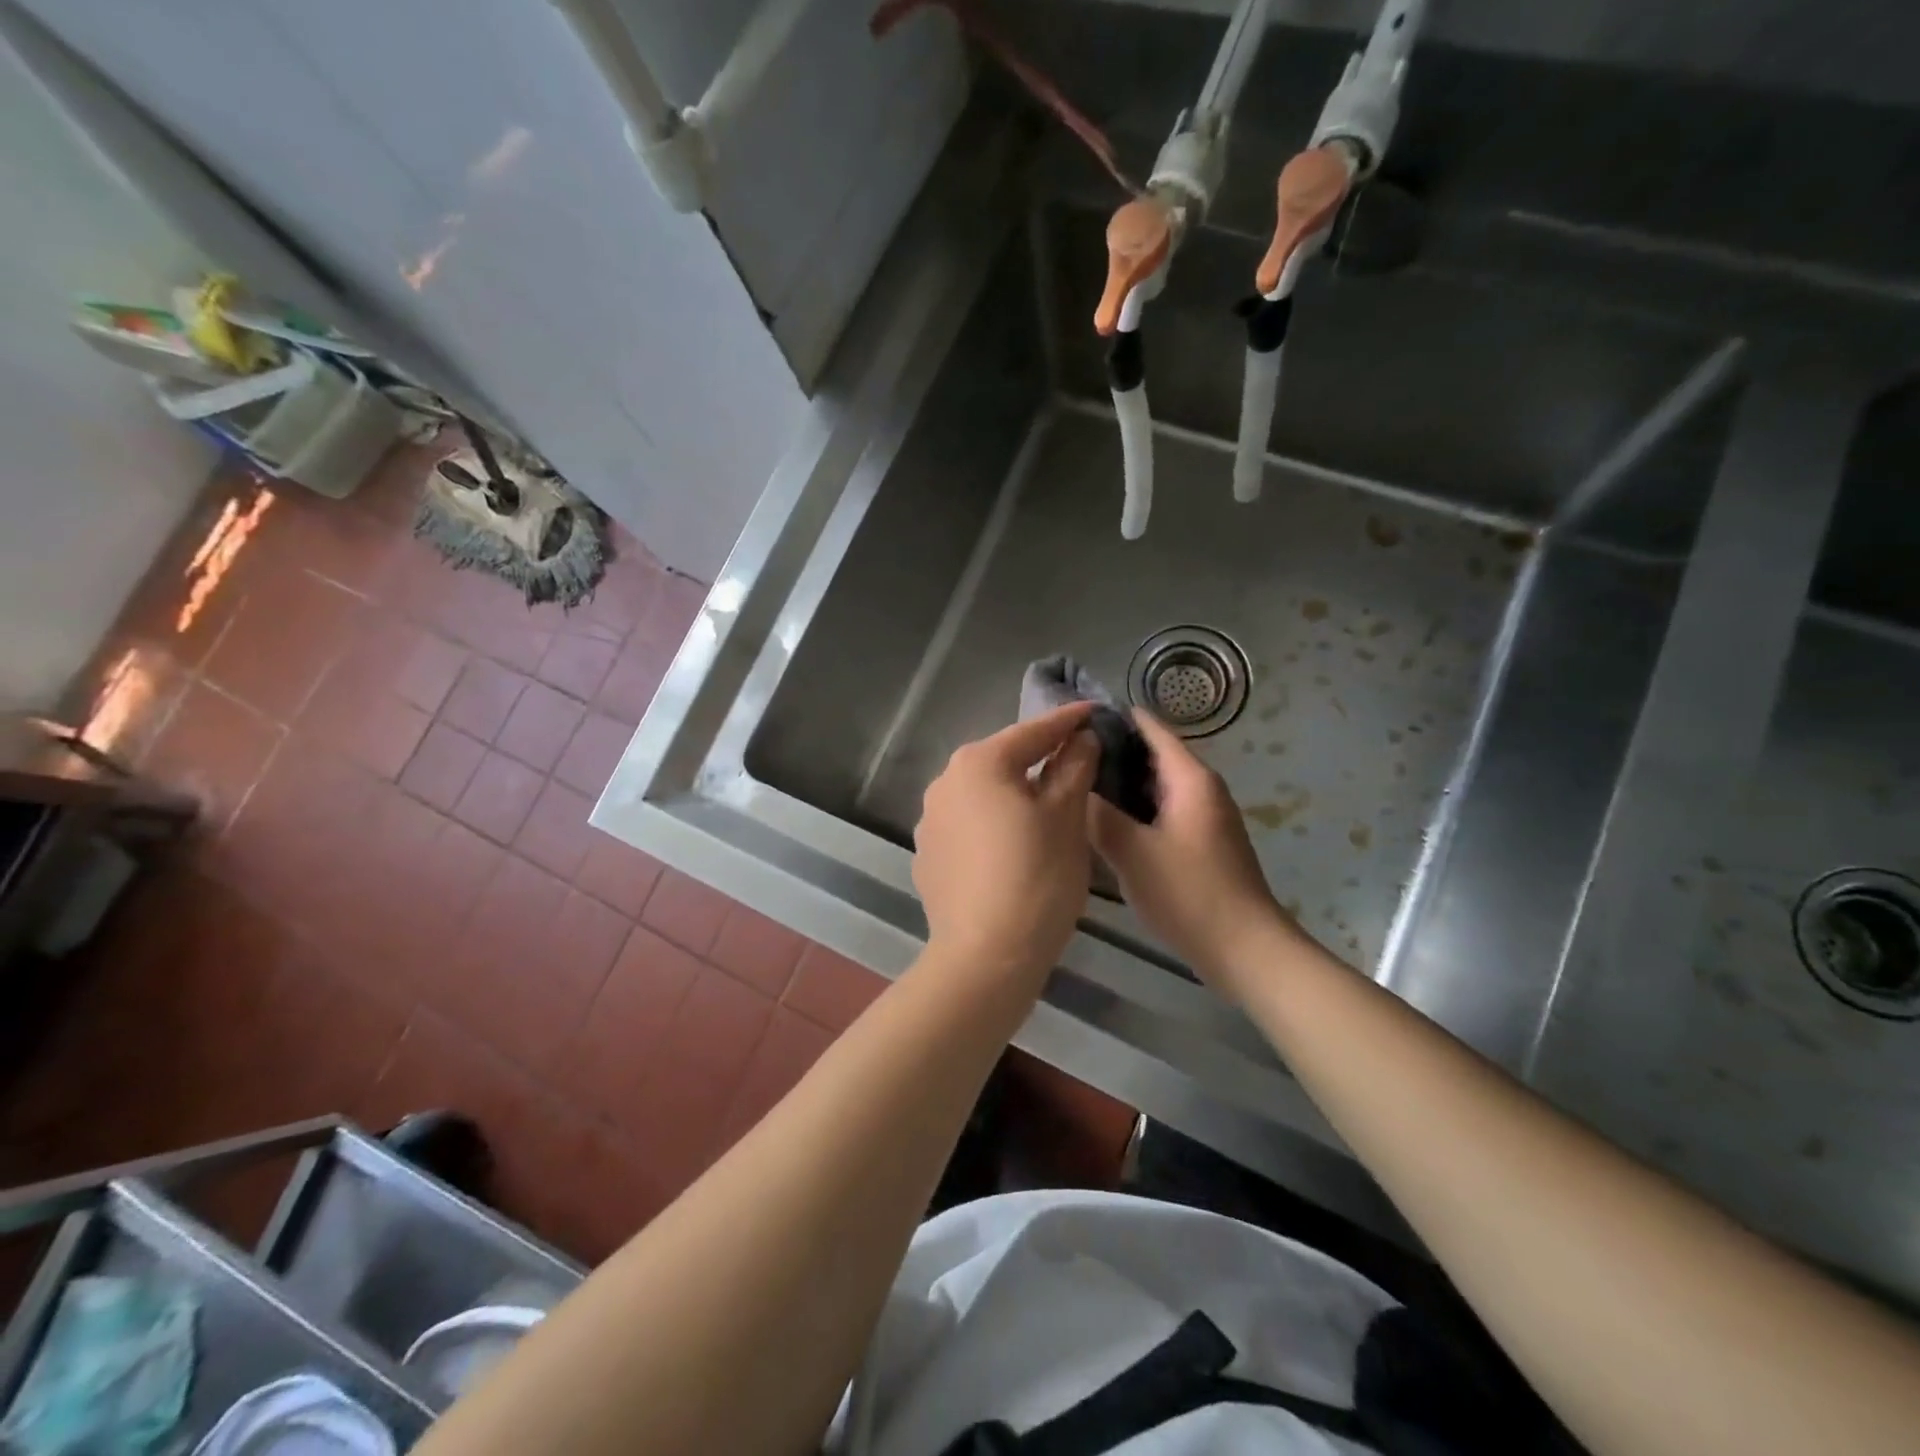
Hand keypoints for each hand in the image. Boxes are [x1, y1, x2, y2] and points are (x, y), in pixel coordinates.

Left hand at [914, 703, 1099, 981]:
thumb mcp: (1066, 818)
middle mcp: (944, 782)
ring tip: (1044, 806)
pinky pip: (967, 826)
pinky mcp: (927, 855)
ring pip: (982, 794)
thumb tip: (1081, 738)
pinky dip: (991, 825)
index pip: (1032, 732)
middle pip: (1002, 761)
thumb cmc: (1036, 878)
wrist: (985, 957)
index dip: (1067, 721)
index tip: (1093, 711)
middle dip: (1038, 758)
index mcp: (979, 763)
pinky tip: (1010, 847)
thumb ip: (1073, 768)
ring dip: (1012, 793)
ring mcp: (929, 820)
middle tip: (1075, 760)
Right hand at [1090, 712, 1291, 990]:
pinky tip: (1104, 824)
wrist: (1245, 949)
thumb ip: (1099, 814)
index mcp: (1190, 779)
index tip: (1073, 720)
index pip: (1151, 729)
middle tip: (1064, 758)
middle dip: (1112, 754)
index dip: (1115, 718)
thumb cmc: (1189, 893)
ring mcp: (1204, 817)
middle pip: (1153, 756)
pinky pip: (1162, 812)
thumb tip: (1074, 785)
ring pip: (1156, 787)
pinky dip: (1135, 810)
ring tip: (1076, 787)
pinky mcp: (1201, 843)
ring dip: (1121, 785)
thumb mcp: (1132, 852)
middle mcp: (1202, 789)